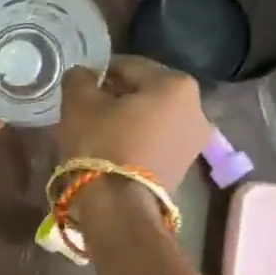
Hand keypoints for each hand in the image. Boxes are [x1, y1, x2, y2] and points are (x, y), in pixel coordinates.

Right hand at [56, 55, 209, 194]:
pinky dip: (138, 138)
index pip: (130, 65)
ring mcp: (195, 140)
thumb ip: (80, 78)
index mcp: (176, 84)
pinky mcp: (185, 166)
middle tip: (88, 106)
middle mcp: (196, 108)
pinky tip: (113, 147)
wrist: (120, 208)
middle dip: (117, 95)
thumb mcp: (79, 103)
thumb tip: (83, 75)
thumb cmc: (102, 145)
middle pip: (146, 91)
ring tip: (98, 129)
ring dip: (128, 118)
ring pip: (153, 117)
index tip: (81, 83)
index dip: (101, 72)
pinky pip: (157, 140)